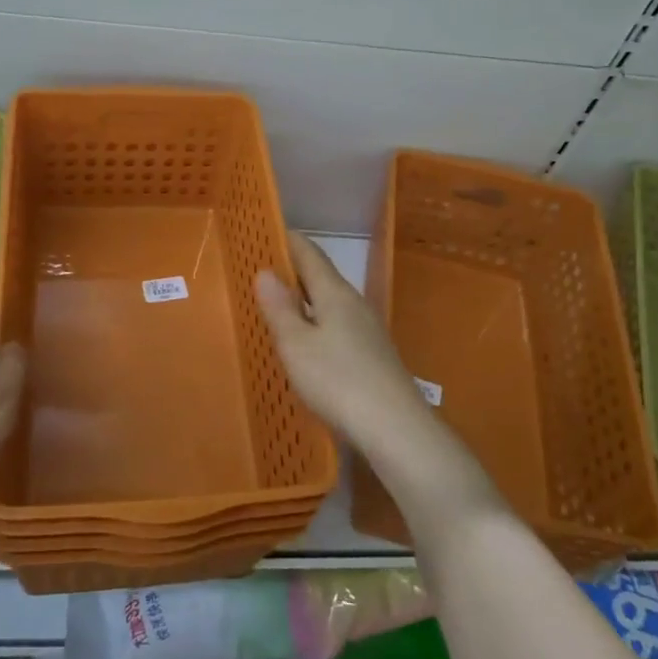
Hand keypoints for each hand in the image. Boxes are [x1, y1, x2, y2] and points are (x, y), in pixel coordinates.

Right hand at [256, 233, 493, 523]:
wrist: (395, 428)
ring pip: (331, 303)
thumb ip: (280, 308)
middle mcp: (355, 304)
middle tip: (262, 269)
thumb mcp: (296, 345)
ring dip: (306, 299)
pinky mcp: (373, 356)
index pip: (310, 255)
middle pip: (322, 277)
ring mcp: (368, 331)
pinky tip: (307, 342)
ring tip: (278, 304)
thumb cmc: (338, 380)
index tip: (266, 230)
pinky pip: (337, 326)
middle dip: (294, 271)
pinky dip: (317, 323)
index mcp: (336, 293)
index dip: (288, 241)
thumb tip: (265, 271)